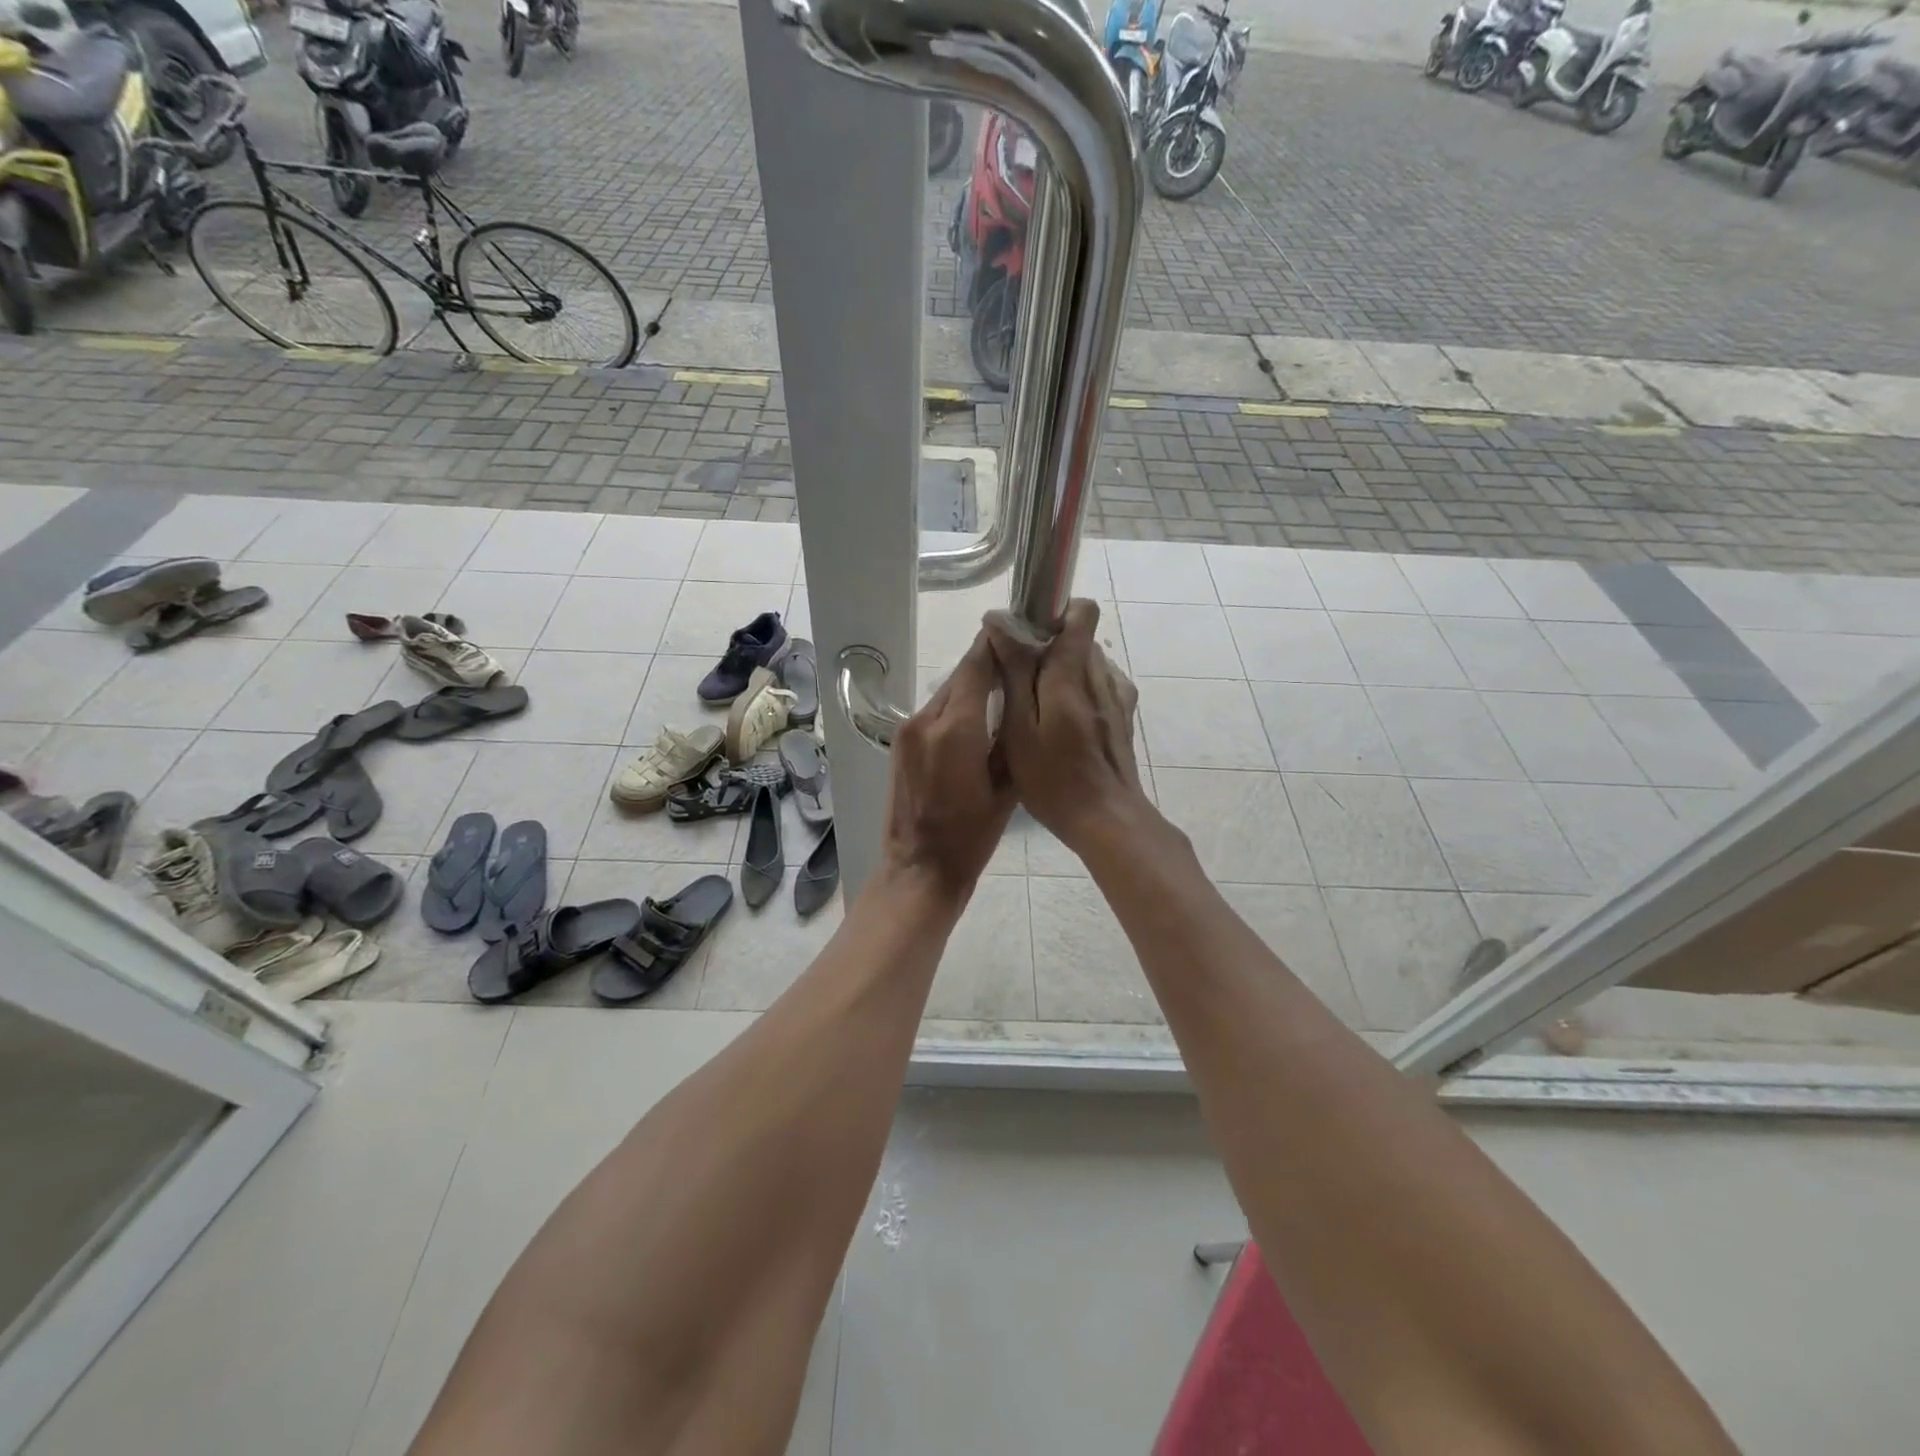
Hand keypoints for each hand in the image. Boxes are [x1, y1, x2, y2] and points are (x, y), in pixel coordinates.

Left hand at [880, 629, 1015, 901]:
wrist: (920, 868)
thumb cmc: (972, 836)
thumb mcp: (1006, 786)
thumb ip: (1011, 736)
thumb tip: (1019, 698)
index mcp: (956, 729)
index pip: (976, 666)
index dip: (998, 644)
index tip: (1020, 630)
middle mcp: (926, 720)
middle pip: (960, 676)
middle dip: (988, 665)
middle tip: (1020, 661)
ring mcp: (908, 731)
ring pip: (947, 693)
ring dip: (972, 687)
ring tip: (1003, 690)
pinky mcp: (900, 743)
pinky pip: (934, 712)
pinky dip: (956, 707)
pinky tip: (977, 719)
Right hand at [984, 599, 1149, 855]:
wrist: (1106, 820)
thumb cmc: (1053, 779)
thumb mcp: (1020, 727)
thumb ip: (1015, 672)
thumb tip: (1000, 622)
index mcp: (1073, 674)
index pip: (1081, 612)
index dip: (1053, 612)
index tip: (1025, 634)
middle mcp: (1102, 675)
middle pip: (1079, 638)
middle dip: (1048, 647)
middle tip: (1018, 680)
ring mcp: (1117, 697)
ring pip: (1089, 662)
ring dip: (1062, 671)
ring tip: (1038, 706)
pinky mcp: (1123, 717)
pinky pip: (1099, 685)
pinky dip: (1079, 691)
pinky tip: (1064, 723)